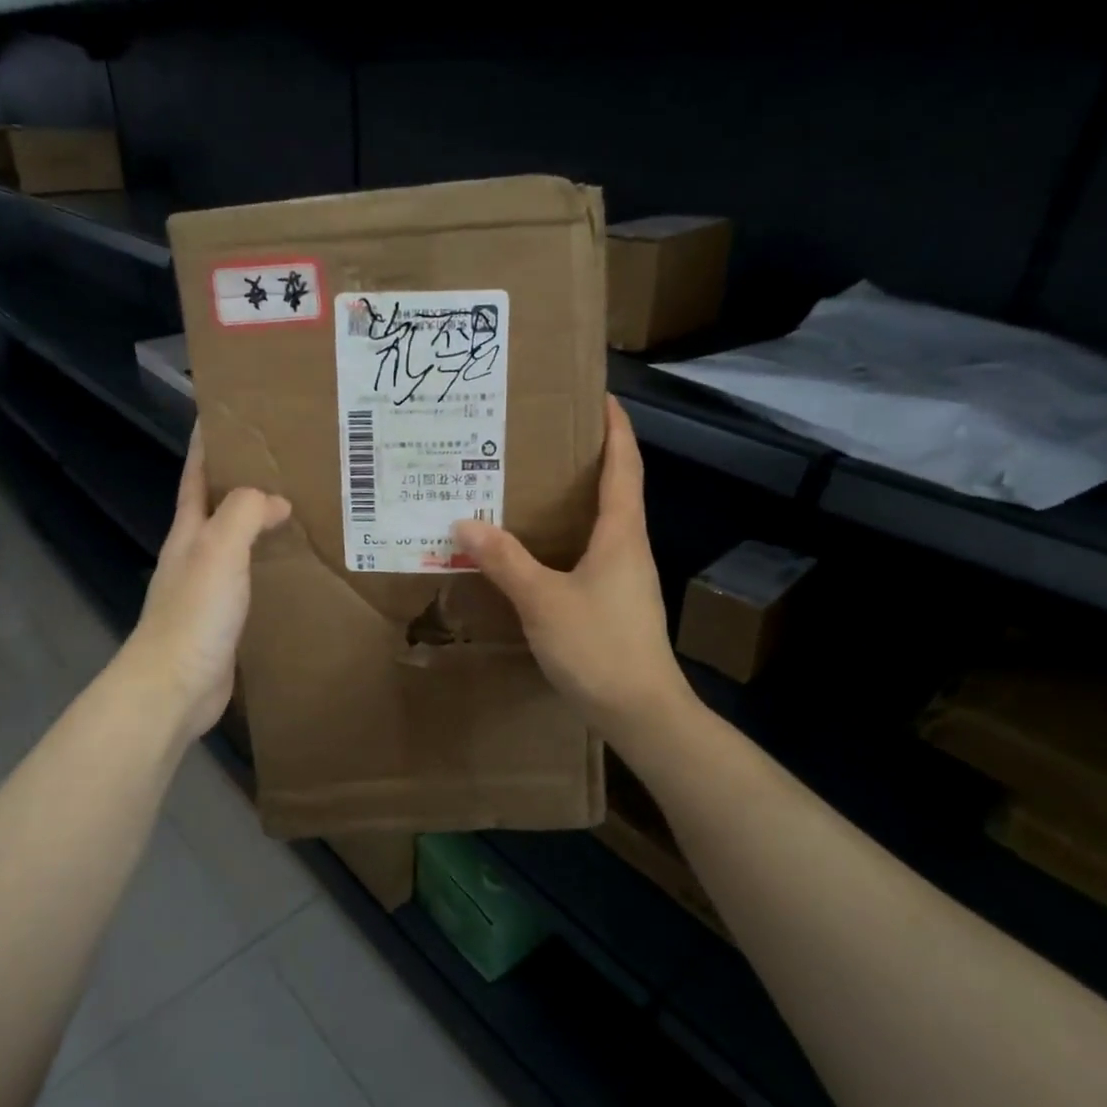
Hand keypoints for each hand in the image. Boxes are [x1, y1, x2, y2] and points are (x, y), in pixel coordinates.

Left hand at [121, 427, 290, 739]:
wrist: (174, 687)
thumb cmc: (194, 613)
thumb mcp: (219, 550)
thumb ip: (244, 514)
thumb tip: (276, 500)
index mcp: (189, 531)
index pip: (197, 474)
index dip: (209, 442)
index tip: (230, 413)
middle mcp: (196, 553)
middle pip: (219, 505)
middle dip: (245, 480)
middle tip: (288, 460)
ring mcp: (209, 587)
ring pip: (238, 542)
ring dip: (261, 523)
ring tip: (302, 507)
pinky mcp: (225, 618)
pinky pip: (251, 578)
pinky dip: (270, 564)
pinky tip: (295, 566)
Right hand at [452, 396, 684, 736]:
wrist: (641, 712)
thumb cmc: (599, 646)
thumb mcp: (543, 600)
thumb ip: (504, 560)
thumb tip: (464, 522)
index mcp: (621, 534)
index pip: (624, 466)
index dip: (615, 428)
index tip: (600, 394)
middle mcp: (628, 548)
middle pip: (614, 490)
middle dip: (586, 460)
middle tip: (542, 440)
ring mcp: (624, 579)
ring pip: (599, 526)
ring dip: (572, 502)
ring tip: (528, 489)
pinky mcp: (614, 605)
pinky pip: (588, 556)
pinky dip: (563, 541)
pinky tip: (533, 551)